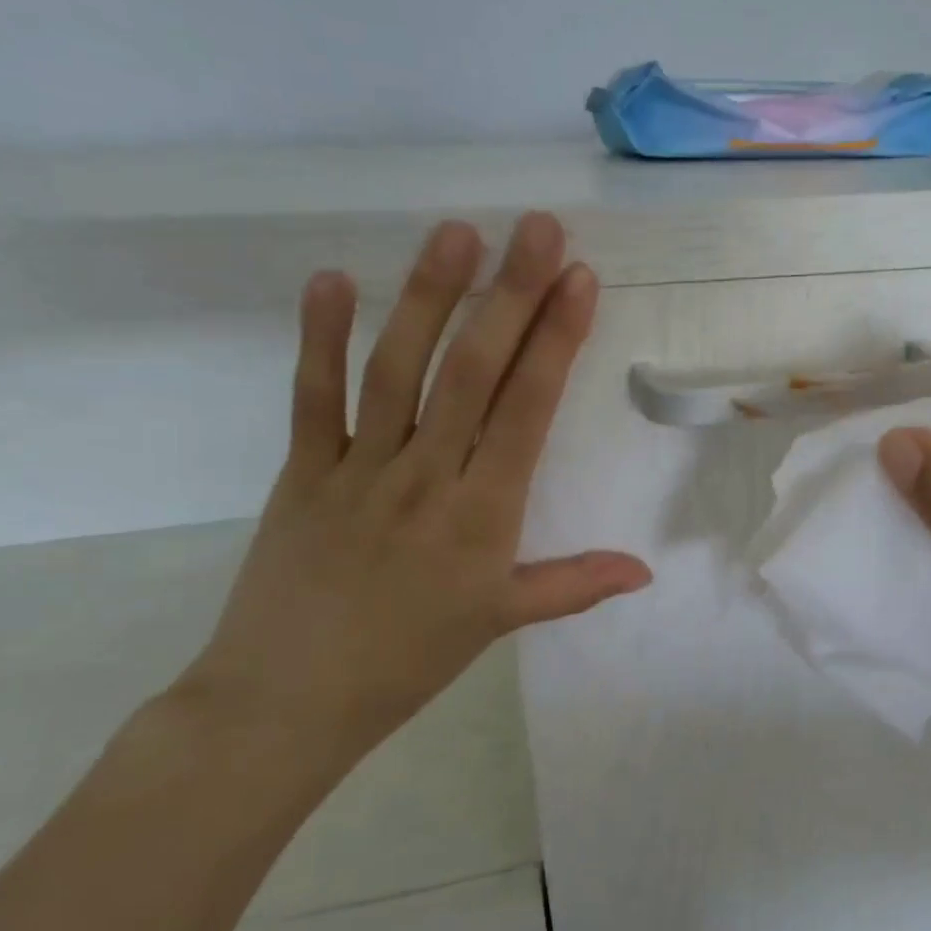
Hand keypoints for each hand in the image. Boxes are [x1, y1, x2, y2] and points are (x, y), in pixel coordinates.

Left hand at [180, 213, 651, 765]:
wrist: (286, 702)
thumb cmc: (408, 660)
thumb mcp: (501, 621)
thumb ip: (575, 586)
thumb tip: (645, 571)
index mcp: (482, 514)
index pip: (527, 410)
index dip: (555, 341)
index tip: (578, 279)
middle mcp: (426, 476)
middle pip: (472, 373)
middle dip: (509, 295)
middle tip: (535, 228)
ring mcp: (360, 469)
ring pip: (398, 370)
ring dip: (429, 298)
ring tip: (456, 234)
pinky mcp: (303, 471)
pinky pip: (313, 398)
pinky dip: (321, 338)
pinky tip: (334, 278)